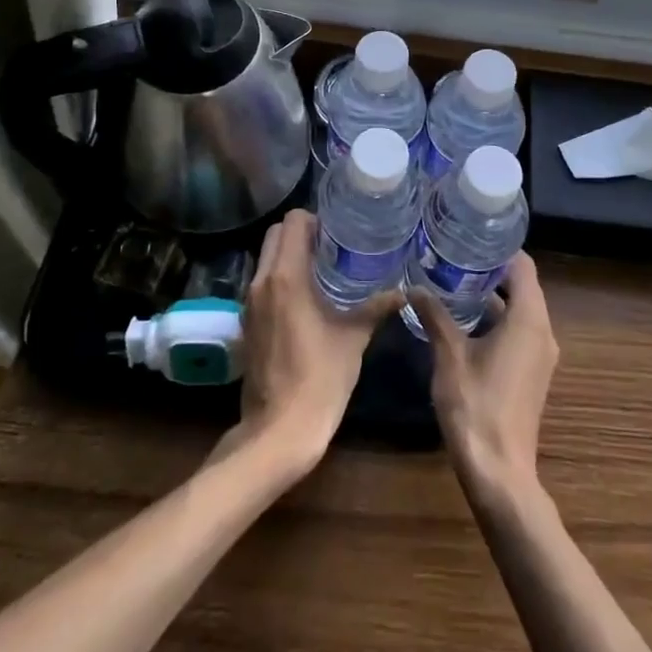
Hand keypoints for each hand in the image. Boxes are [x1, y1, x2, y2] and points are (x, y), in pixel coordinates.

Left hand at [223, 210, 401, 471]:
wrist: (278, 431)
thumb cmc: (319, 378)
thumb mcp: (353, 338)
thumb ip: (376, 308)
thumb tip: (404, 291)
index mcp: (287, 277)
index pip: (292, 222)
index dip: (315, 220)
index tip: (337, 232)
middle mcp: (262, 281)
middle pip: (275, 234)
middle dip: (300, 233)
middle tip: (331, 246)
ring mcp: (250, 303)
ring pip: (266, 258)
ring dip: (289, 254)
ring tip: (322, 268)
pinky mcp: (247, 322)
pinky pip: (262, 282)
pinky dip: (280, 277)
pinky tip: (307, 297)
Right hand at [409, 252, 558, 503]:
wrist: (499, 472)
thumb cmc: (476, 406)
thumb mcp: (449, 356)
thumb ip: (435, 316)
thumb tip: (414, 287)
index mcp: (529, 319)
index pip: (523, 266)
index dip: (500, 249)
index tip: (470, 238)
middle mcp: (542, 332)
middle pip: (522, 286)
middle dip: (491, 271)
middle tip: (455, 257)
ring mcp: (540, 356)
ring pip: (520, 311)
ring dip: (493, 297)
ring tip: (455, 283)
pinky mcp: (532, 374)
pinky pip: (518, 332)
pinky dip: (497, 320)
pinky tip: (464, 322)